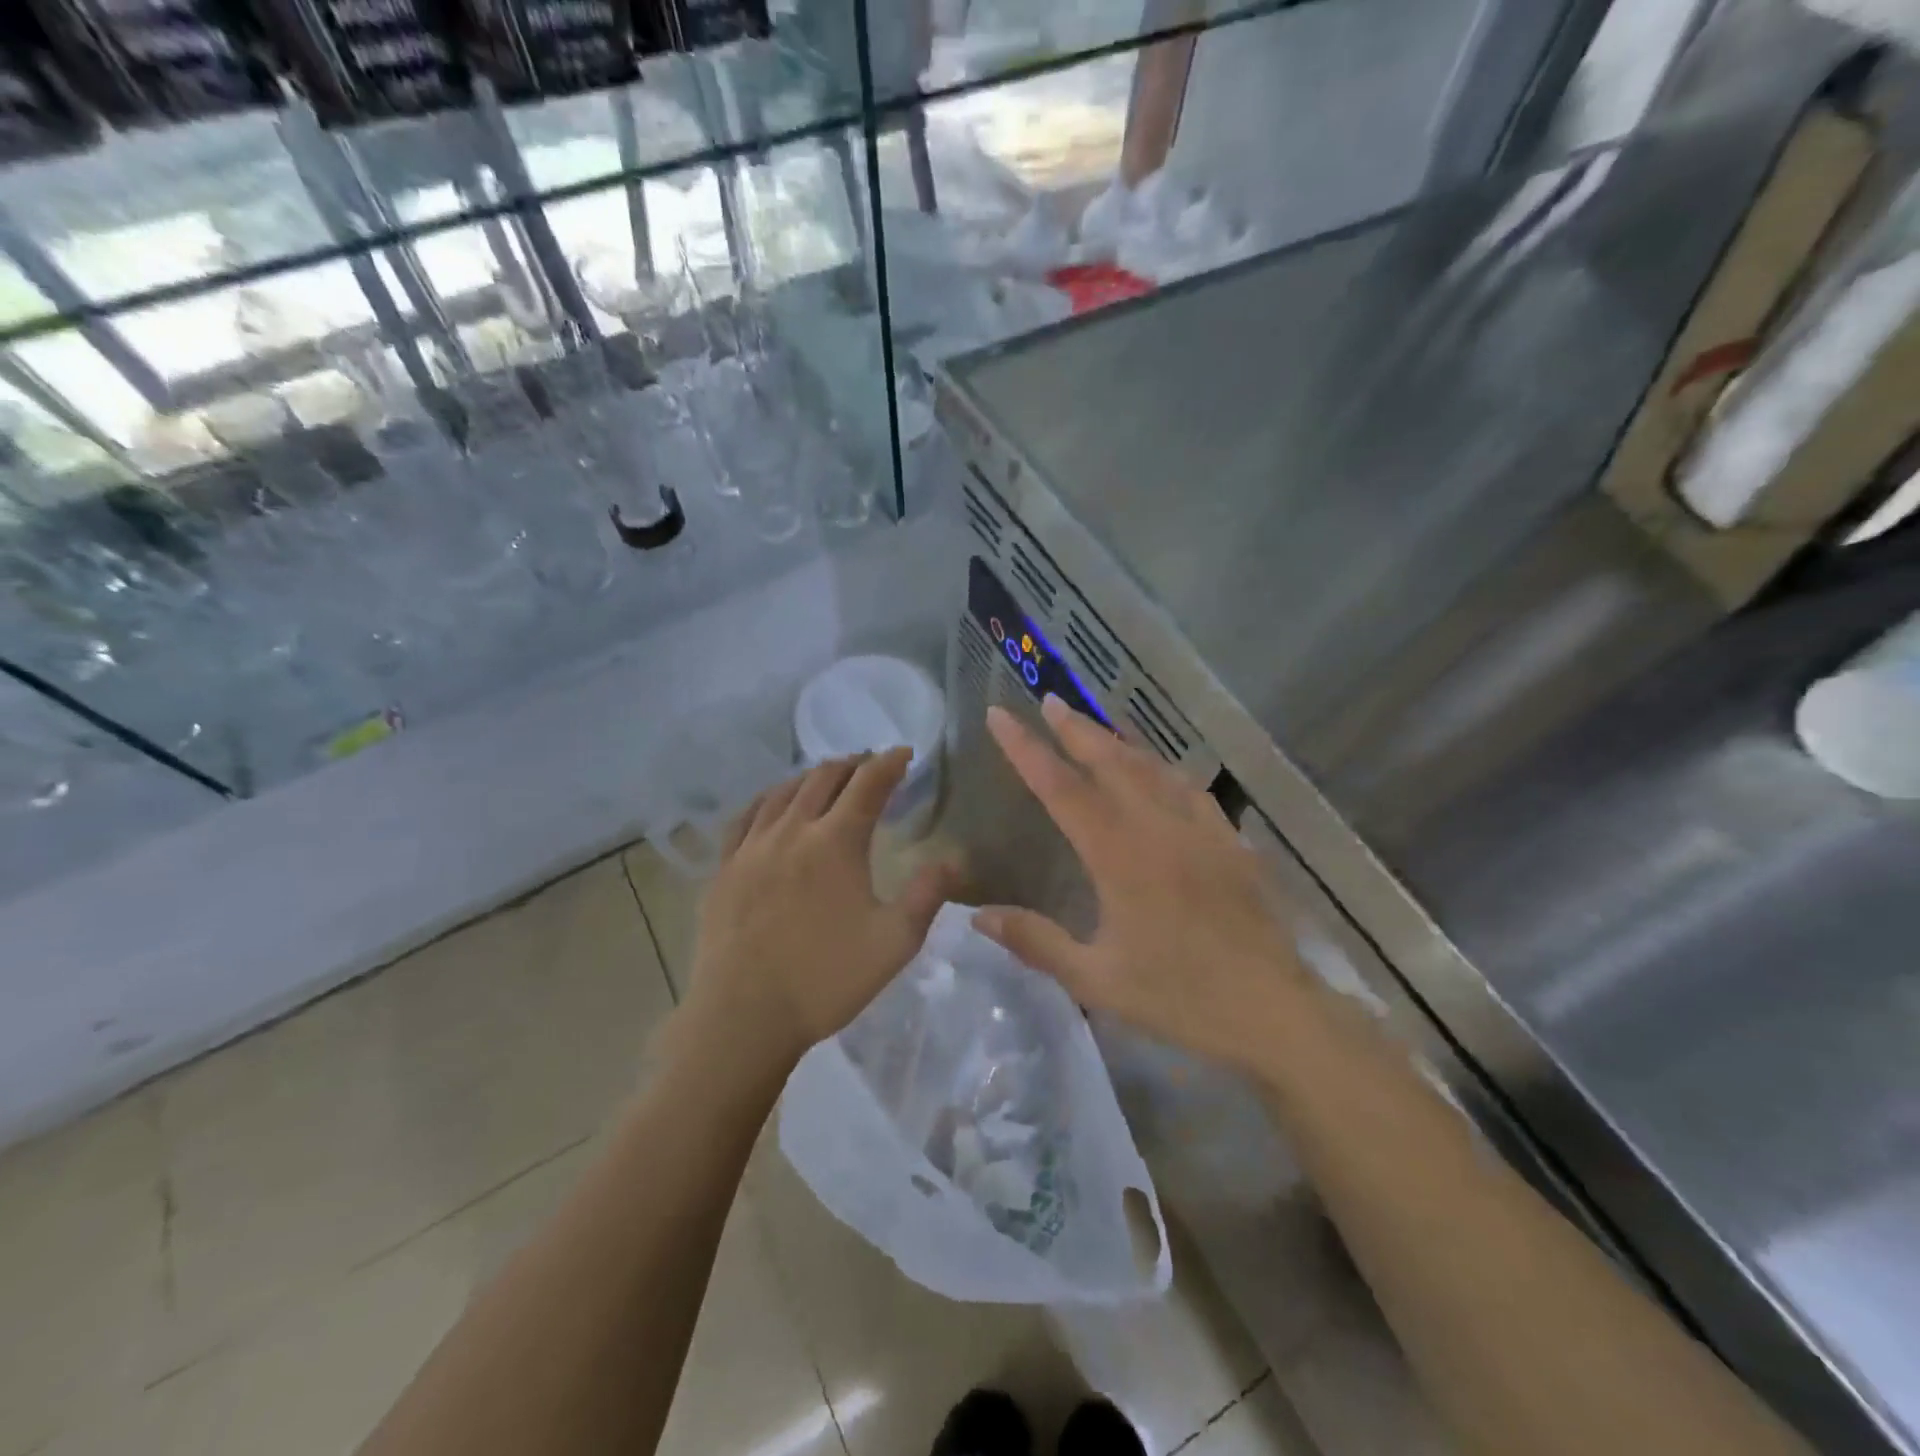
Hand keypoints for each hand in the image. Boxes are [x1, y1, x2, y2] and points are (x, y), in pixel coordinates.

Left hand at [685, 749, 958, 1066]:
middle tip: (869, 764)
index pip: (868, 785)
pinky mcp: (724, 868)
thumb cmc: (826, 980)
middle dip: (852, 763)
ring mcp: (751, 847)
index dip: (889, 763)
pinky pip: (746, 816)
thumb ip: (927, 895)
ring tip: (827, 776)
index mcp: (836, 843)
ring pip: (783, 791)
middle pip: (823, 778)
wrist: (744, 1016)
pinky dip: (769, 798)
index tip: (904, 753)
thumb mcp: (894, 943)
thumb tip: (955, 859)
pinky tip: (773, 804)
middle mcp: (792, 831)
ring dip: (811, 776)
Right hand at [974, 697, 1306, 1071]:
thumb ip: (1036, 941)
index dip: (1026, 750)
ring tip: (1097, 724)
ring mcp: (1200, 830)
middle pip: (1111, 762)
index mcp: (1120, 855)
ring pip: (1153, 768)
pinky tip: (1162, 771)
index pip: (1062, 789)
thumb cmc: (1179, 998)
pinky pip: (1190, 789)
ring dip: (1119, 741)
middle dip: (1076, 729)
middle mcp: (1159, 828)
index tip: (1001, 716)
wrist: (1273, 1011)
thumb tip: (978, 915)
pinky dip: (1165, 769)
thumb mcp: (1096, 978)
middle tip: (1051, 701)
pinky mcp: (1229, 843)